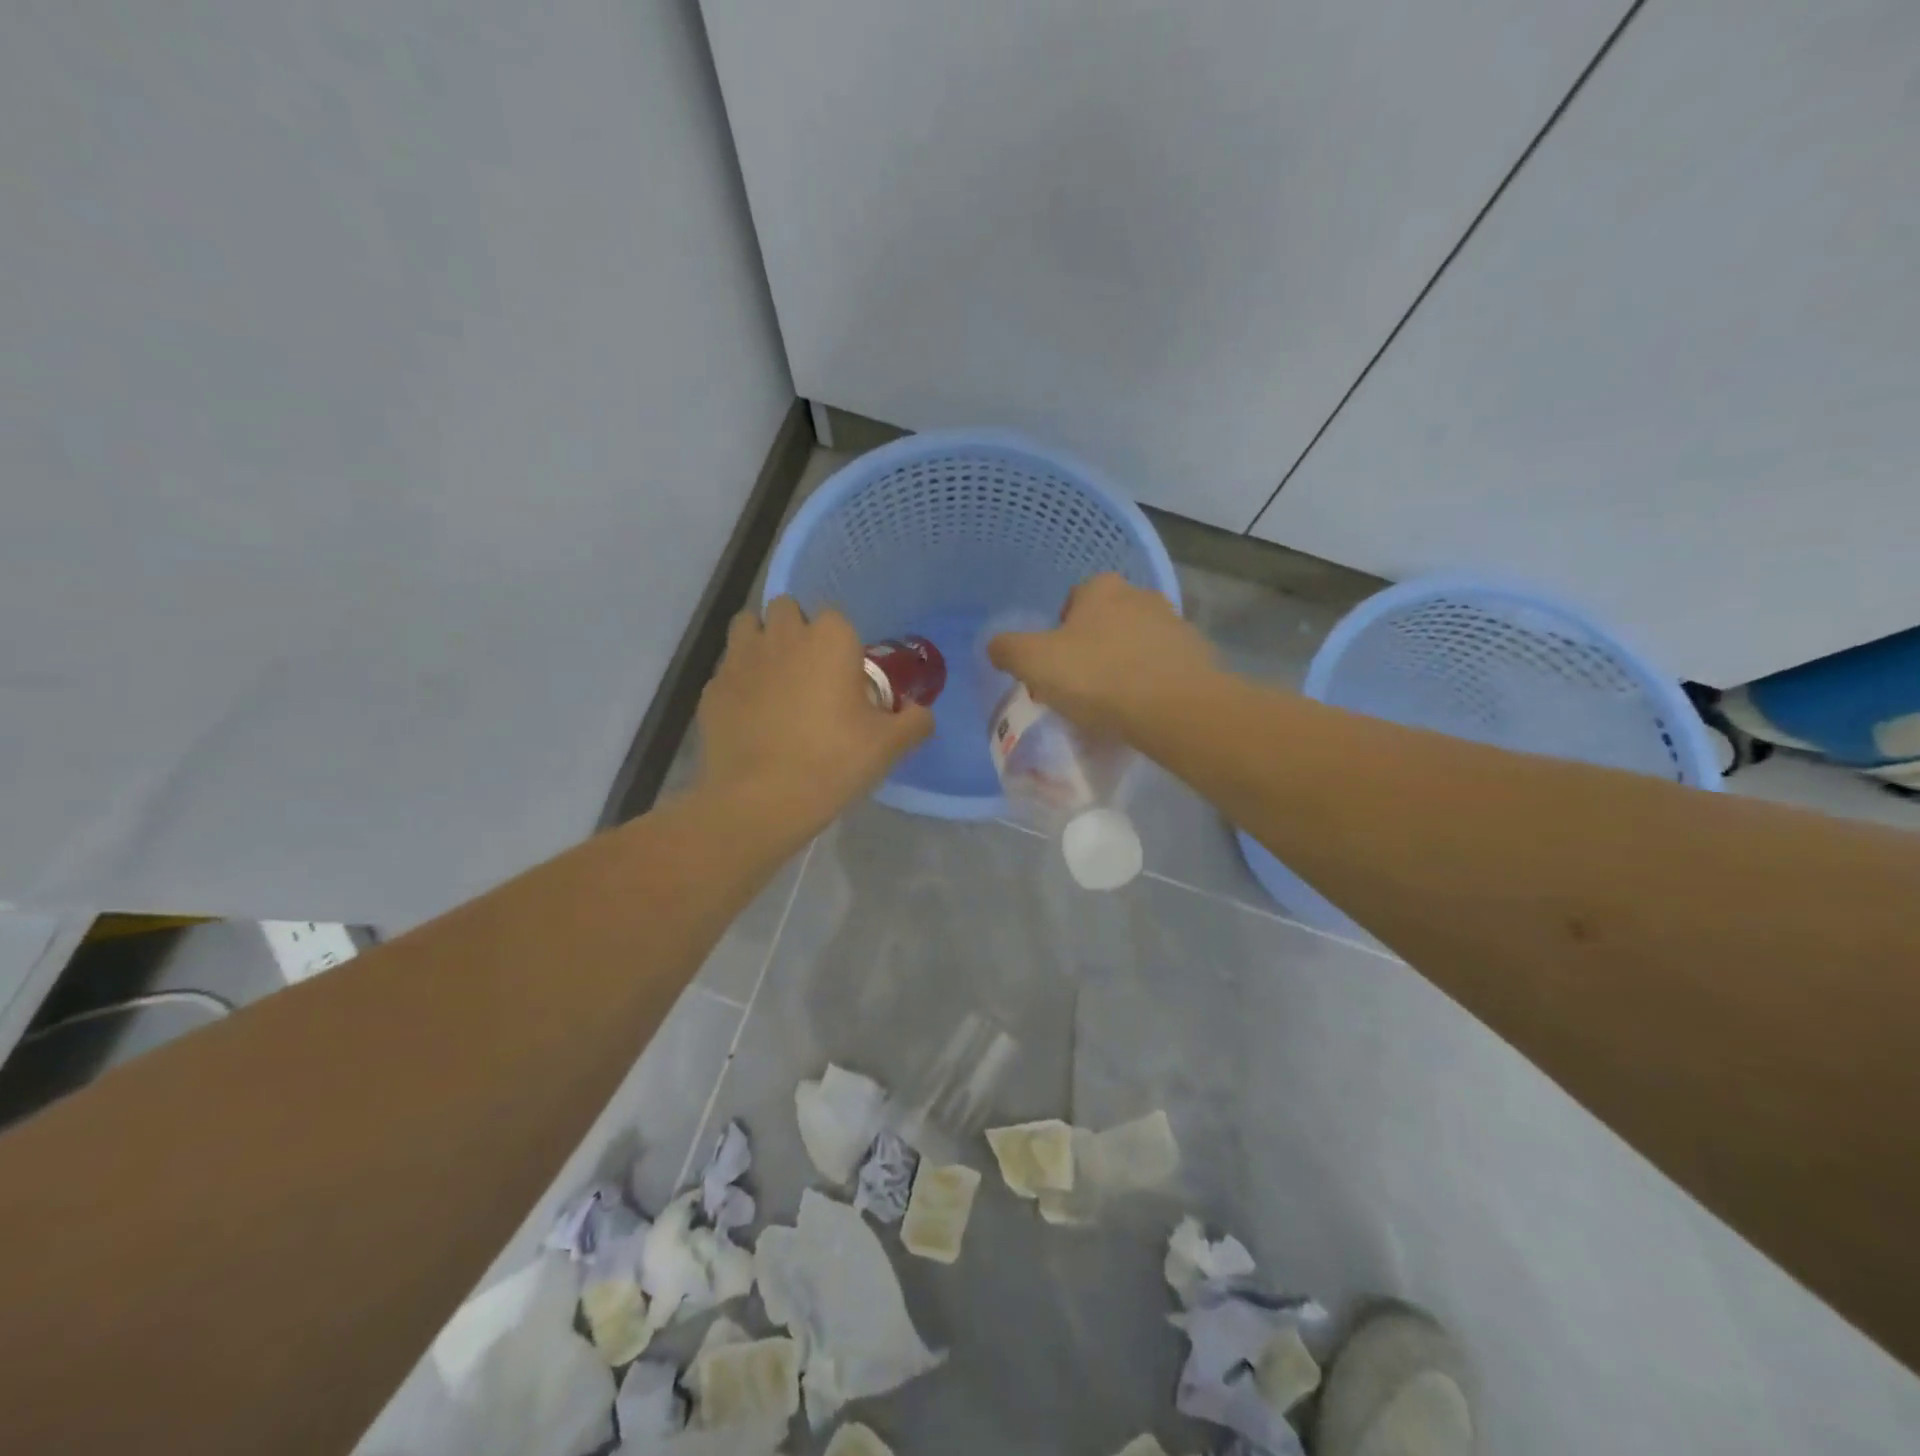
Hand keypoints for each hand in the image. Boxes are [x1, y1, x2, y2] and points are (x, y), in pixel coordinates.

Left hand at [697, 597, 932, 834]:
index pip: (835, 616)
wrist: (760, 800)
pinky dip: (739, 681)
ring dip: (761, 641)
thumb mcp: (888, 746)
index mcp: (829, 639)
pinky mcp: (712, 687)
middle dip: (797, 630)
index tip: (847, 676)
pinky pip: (727, 669)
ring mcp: (740, 658)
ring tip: (775, 680)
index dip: (841, 643)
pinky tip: (749, 714)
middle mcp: (782, 636)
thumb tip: (920, 713)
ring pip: (748, 626)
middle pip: (787, 609)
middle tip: (810, 672)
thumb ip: (914, 722)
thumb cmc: (832, 762)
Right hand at [987, 573, 1217, 739]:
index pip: (1072, 600)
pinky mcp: (1197, 656)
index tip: (1054, 666)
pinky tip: (1140, 711)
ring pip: (1135, 644)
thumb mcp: (1034, 662)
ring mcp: (1174, 624)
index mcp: (1101, 588)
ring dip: (1122, 666)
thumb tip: (996, 646)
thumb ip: (1008, 649)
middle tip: (1078, 687)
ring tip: (1110, 705)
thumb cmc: (1098, 676)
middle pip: (1105, 622)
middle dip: (1091, 649)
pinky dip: (1150, 683)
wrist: (1176, 708)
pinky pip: (1162, 668)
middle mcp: (1141, 595)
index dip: (1058, 633)